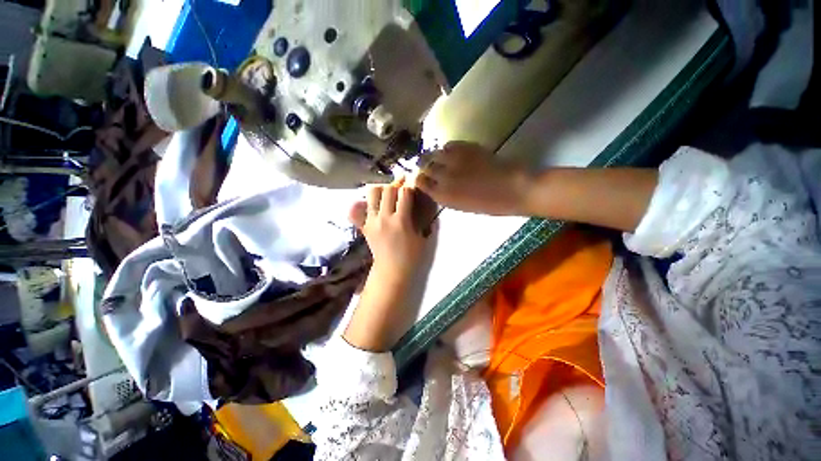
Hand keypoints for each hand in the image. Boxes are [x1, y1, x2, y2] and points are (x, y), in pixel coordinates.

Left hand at [349, 181, 429, 289]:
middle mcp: (384, 218)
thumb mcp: (422, 238)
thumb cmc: (411, 256)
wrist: (391, 270)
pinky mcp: (365, 226)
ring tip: (387, 194)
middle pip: (387, 189)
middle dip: (396, 185)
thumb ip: (424, 220)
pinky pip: (360, 208)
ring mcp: (372, 221)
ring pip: (372, 193)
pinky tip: (374, 205)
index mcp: (401, 221)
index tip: (413, 187)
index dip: (410, 187)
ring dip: (381, 190)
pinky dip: (365, 203)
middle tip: (401, 187)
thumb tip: (424, 203)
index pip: (404, 193)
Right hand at [417, 141, 531, 215]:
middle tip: (429, 165)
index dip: (420, 179)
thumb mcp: (461, 206)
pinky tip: (453, 153)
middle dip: (425, 166)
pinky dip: (448, 149)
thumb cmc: (489, 204)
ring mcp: (454, 160)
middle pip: (424, 166)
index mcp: (442, 195)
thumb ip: (446, 195)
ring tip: (440, 158)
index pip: (420, 182)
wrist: (513, 189)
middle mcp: (443, 176)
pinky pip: (448, 144)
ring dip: (434, 155)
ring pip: (434, 153)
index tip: (424, 178)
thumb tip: (437, 185)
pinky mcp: (466, 148)